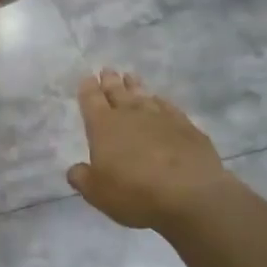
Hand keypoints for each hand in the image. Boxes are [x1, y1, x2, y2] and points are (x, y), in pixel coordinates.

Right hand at [67, 69, 236, 231]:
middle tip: (107, 70)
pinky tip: (160, 101)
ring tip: (130, 77)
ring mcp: (162, 118)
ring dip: (135, 86)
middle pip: (118, 92)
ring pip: (143, 95)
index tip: (87, 77)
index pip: (92, 100)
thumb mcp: (97, 193)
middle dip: (110, 81)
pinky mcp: (187, 127)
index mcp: (104, 126)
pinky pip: (168, 107)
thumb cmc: (135, 193)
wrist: (191, 195)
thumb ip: (82, 178)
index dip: (88, 88)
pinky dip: (160, 102)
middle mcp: (131, 115)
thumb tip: (75, 169)